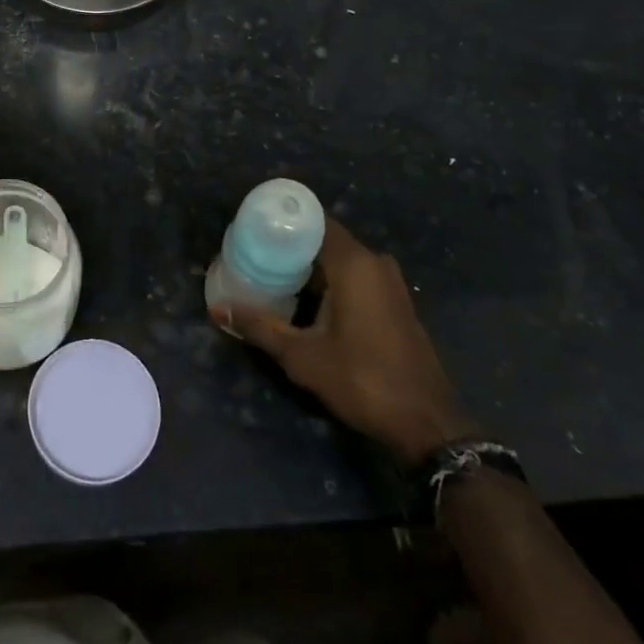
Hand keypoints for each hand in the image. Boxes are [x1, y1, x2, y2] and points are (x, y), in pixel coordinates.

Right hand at [213, 218, 477, 463]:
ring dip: (309, 265)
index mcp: (354, 263)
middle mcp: (374, 262)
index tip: (253, 224)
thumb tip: (216, 308)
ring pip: (340, 259)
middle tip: (253, 252)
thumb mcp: (302, 356)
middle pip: (324, 239)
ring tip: (271, 273)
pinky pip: (355, 276)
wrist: (427, 423)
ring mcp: (389, 282)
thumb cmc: (363, 380)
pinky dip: (329, 280)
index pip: (314, 220)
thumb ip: (260, 326)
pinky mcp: (394, 302)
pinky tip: (304, 299)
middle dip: (290, 245)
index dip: (283, 219)